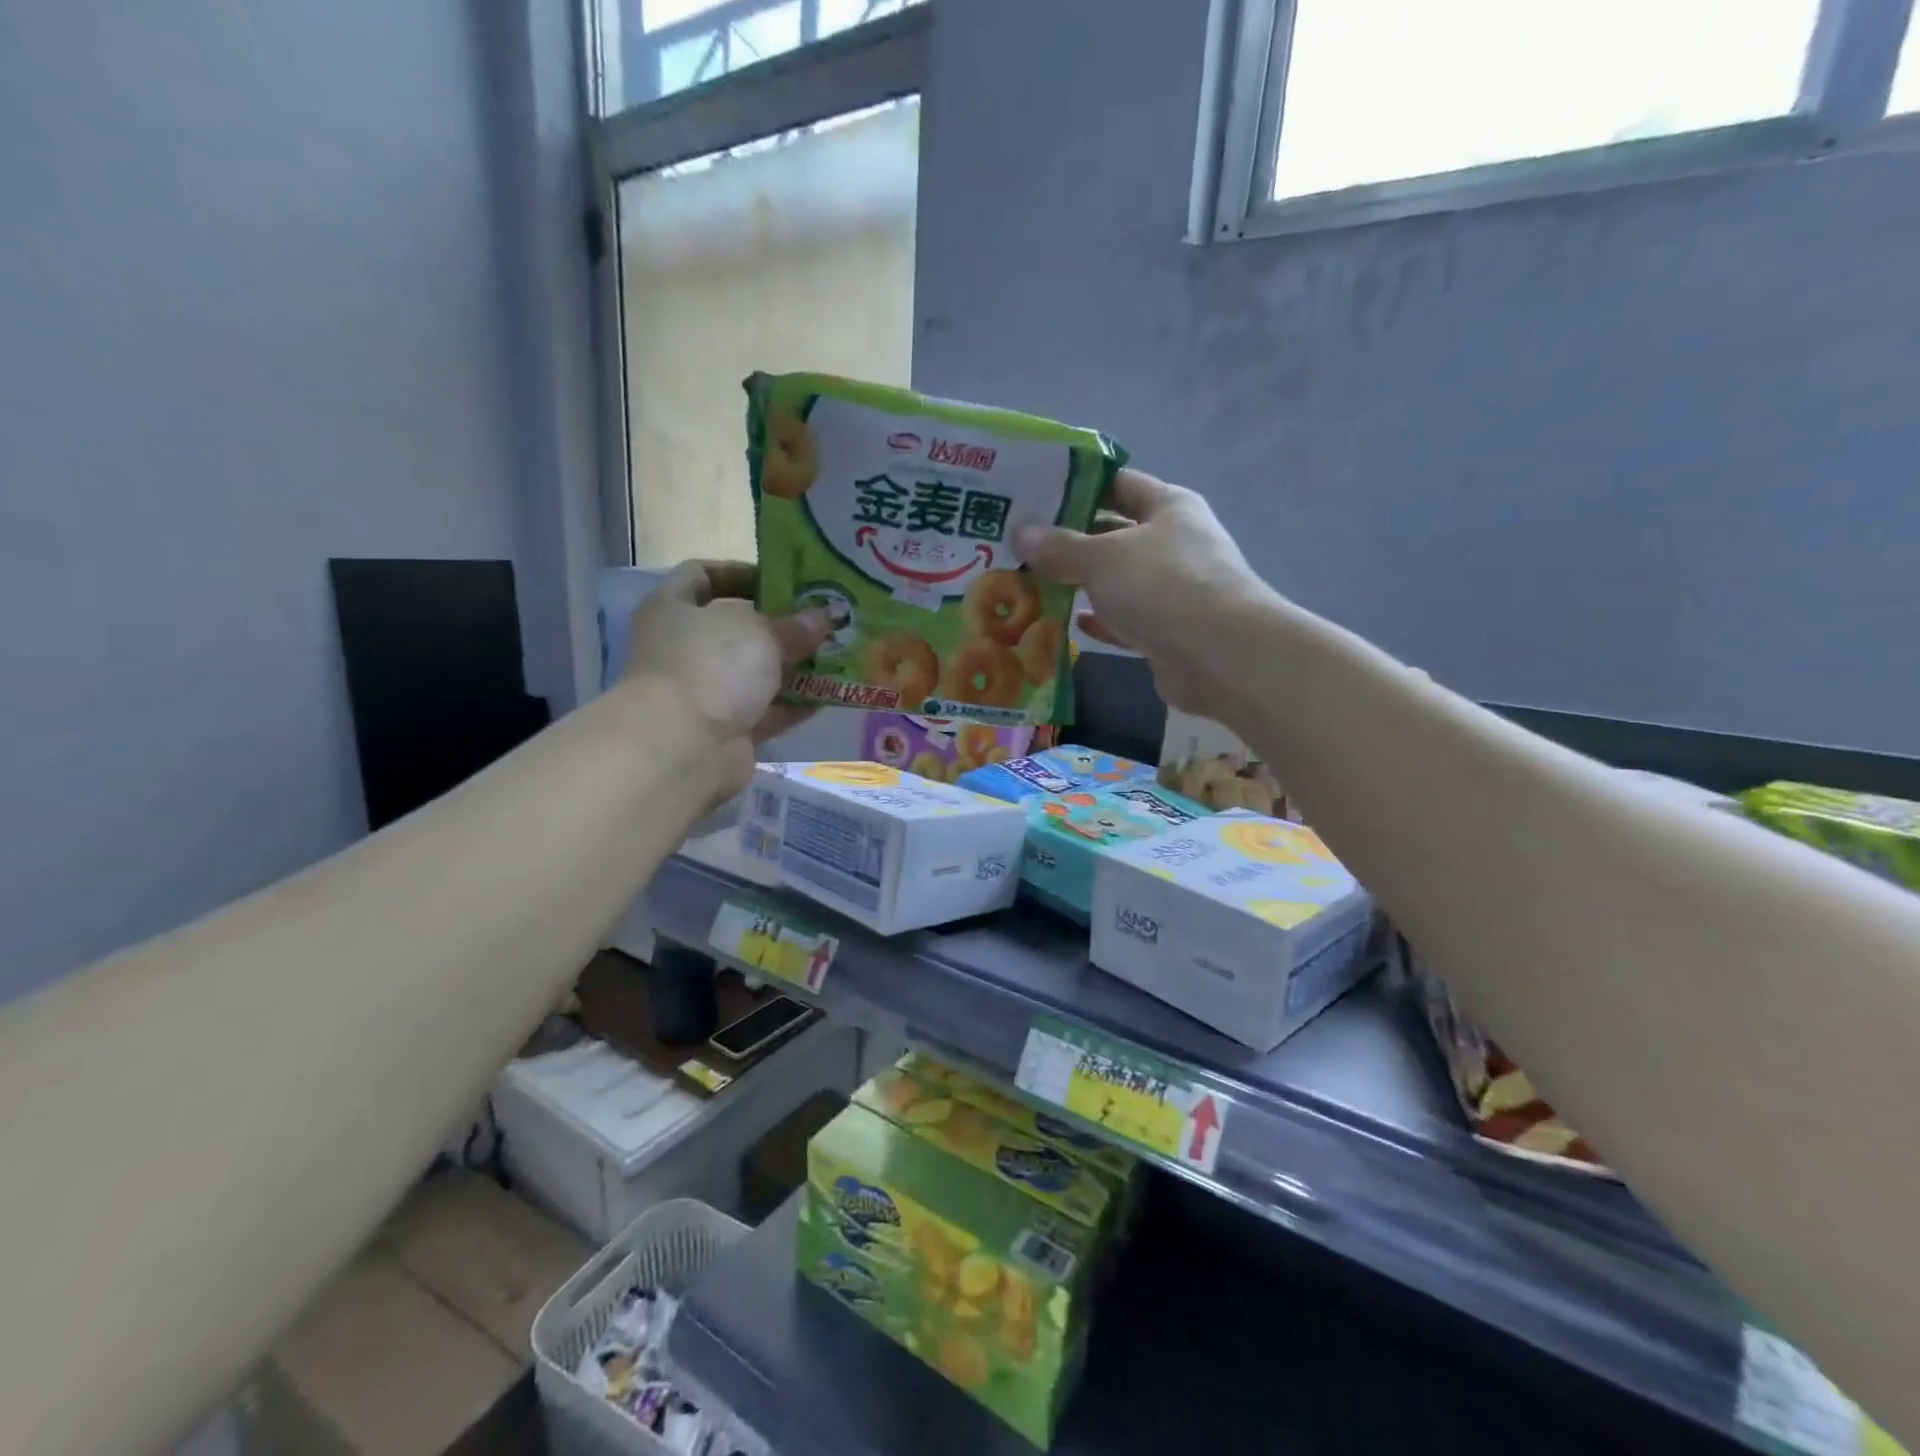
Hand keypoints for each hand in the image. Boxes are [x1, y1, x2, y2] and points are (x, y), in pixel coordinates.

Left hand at [623, 561, 826, 772]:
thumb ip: (794, 624)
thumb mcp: (760, 632)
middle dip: (779, 625)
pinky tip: (828, 696)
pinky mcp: (725, 730)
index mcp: (674, 608)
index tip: (783, 580)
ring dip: (792, 667)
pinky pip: (766, 711)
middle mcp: (684, 648)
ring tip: (835, 656)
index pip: (702, 575)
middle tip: (821, 621)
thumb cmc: (712, 666)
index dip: (741, 573)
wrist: (685, 747)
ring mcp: (704, 692)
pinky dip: (793, 705)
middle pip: (735, 628)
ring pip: (754, 673)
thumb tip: (823, 618)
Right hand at [1014, 469, 1274, 720]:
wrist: (1220, 656)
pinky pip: (1126, 620)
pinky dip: (1101, 621)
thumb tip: (1020, 532)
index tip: (1035, 494)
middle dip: (1071, 539)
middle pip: (1115, 533)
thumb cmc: (1162, 586)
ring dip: (1081, 582)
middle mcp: (1174, 543)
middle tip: (1021, 544)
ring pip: (1118, 580)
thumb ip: (1059, 546)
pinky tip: (1070, 622)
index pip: (1119, 483)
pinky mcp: (1168, 632)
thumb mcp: (1101, 558)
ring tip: (1032, 582)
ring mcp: (1174, 589)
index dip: (1078, 485)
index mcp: (1169, 507)